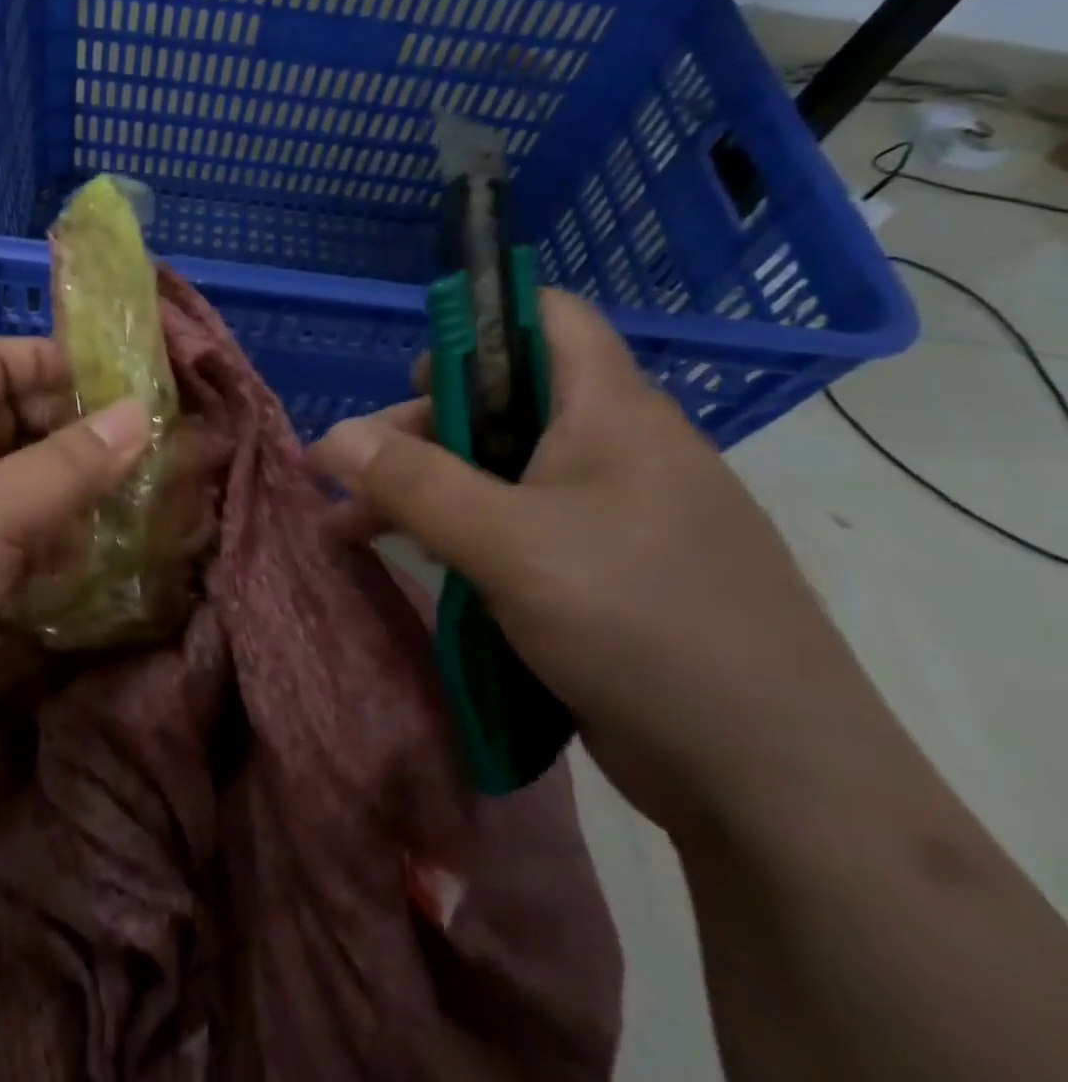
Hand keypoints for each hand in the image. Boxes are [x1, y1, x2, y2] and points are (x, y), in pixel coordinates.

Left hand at [0, 338, 149, 802]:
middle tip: (143, 446)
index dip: (45, 360)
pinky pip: (28, 544)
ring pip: (29, 487)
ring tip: (130, 503)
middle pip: (16, 423)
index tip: (115, 380)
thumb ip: (69, 462)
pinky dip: (61, 544)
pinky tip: (92, 559)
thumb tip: (142, 412)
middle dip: (74, 430)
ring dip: (76, 492)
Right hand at [310, 291, 872, 834]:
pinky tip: (408, 559)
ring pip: (498, 471)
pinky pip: (514, 527)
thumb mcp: (510, 544)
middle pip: (500, 402)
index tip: (408, 375)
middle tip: (350, 473)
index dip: (478, 323)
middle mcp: (612, 449)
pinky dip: (456, 533)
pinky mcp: (600, 571)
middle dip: (417, 430)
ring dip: (423, 489)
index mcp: (611, 412)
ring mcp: (608, 514)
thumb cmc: (642, 626)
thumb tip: (329, 435)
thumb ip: (414, 482)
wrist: (773, 786)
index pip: (549, 318)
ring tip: (348, 526)